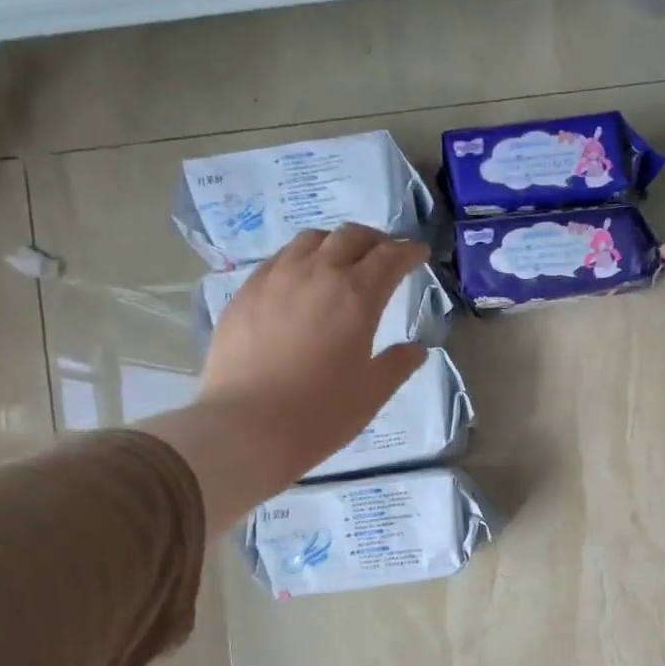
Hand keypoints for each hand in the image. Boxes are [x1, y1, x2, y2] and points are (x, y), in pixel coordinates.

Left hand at [140, 226, 429, 521]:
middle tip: (385, 255)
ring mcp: (275, 279)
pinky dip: (300, 259)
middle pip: (351, 236)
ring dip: (335, 243)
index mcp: (357, 296)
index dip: (409, 252)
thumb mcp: (372, 394)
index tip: (419, 255)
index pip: (390, 257)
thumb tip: (417, 349)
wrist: (245, 428)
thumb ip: (398, 365)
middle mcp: (317, 274)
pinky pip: (278, 260)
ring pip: (310, 240)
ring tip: (342, 261)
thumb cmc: (320, 414)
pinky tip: (299, 281)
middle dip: (375, 240)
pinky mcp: (245, 293)